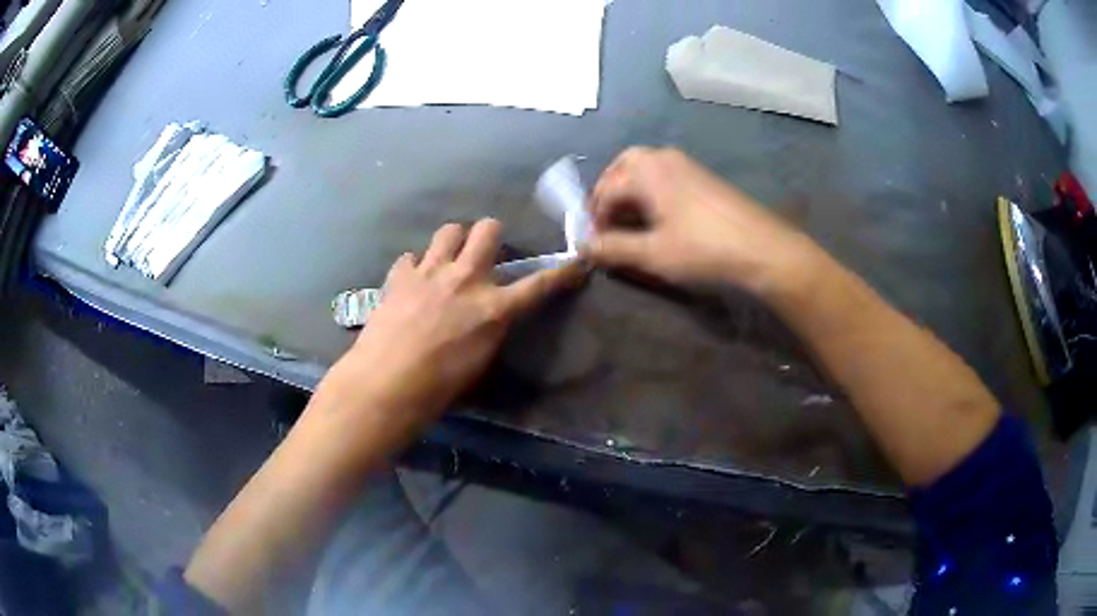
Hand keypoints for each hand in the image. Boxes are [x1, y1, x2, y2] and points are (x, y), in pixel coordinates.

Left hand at [326, 219, 583, 430]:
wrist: (386, 384)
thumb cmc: (439, 389)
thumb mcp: (480, 362)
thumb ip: (491, 329)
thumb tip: (491, 316)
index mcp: (493, 309)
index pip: (539, 284)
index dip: (562, 273)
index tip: (577, 262)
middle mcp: (465, 279)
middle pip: (488, 229)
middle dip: (491, 235)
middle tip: (484, 253)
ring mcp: (430, 272)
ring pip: (449, 230)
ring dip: (453, 243)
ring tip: (447, 261)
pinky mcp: (401, 276)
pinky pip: (412, 256)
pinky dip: (416, 267)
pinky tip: (412, 283)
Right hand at [586, 148, 812, 294]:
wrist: (762, 248)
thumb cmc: (702, 249)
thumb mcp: (652, 253)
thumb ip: (612, 248)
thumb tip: (582, 248)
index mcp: (646, 170)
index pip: (605, 190)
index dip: (594, 218)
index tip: (592, 244)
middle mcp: (663, 158)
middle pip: (623, 167)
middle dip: (608, 192)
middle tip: (604, 221)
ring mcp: (687, 164)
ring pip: (645, 168)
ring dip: (629, 190)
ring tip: (628, 221)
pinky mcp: (703, 177)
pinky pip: (665, 175)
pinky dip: (651, 191)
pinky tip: (658, 216)